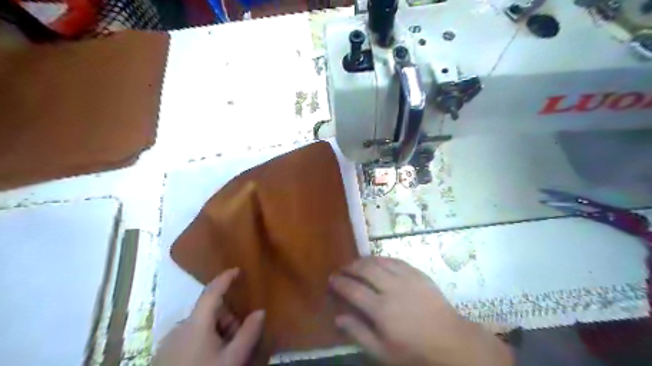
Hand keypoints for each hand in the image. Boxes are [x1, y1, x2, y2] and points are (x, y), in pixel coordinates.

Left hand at [153, 267, 264, 365]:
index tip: (237, 270)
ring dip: (217, 332)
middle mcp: (180, 327)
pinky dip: (204, 341)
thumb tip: (260, 312)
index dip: (225, 278)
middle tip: (238, 340)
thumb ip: (248, 333)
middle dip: (228, 319)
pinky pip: (189, 338)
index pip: (212, 291)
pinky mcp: (164, 356)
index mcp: (196, 323)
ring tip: (225, 354)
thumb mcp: (232, 360)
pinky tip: (209, 360)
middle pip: (209, 312)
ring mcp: (169, 342)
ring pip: (200, 326)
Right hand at [331, 257, 513, 364]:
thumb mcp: (383, 351)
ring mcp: (407, 278)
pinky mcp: (418, 273)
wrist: (451, 341)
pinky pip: (396, 260)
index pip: (353, 290)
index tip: (332, 278)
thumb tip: (338, 317)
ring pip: (380, 261)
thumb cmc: (414, 351)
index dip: (340, 282)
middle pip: (366, 269)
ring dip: (365, 260)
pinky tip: (378, 262)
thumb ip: (359, 333)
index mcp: (382, 310)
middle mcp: (392, 288)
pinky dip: (383, 259)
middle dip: (350, 266)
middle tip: (343, 268)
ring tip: (357, 263)